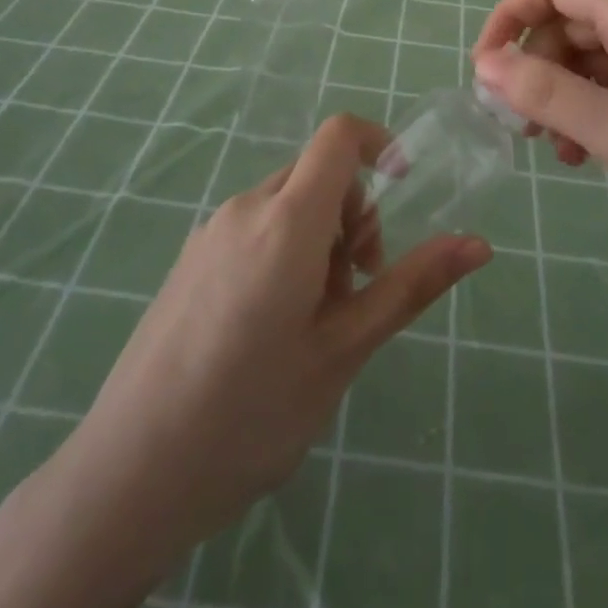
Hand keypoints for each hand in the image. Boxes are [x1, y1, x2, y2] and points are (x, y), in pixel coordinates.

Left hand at [60, 115, 488, 565]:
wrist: (129, 472)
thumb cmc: (251, 413)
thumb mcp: (344, 350)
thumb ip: (410, 286)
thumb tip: (479, 245)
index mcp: (286, 220)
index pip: (339, 135)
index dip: (379, 144)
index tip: (402, 193)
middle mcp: (245, 208)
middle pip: (317, 173)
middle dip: (353, 215)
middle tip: (356, 291)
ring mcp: (210, 231)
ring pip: (286, 203)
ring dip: (319, 239)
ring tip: (313, 322)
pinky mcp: (190, 258)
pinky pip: (253, 226)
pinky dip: (283, 250)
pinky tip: (269, 328)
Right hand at [472, 0, 607, 266]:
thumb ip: (555, 97)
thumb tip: (487, 65)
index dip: (511, 15)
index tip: (486, 68)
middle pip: (567, 25)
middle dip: (532, 66)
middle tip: (516, 124)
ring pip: (588, 61)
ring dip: (557, 95)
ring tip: (550, 149)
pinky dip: (588, 114)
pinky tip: (585, 157)